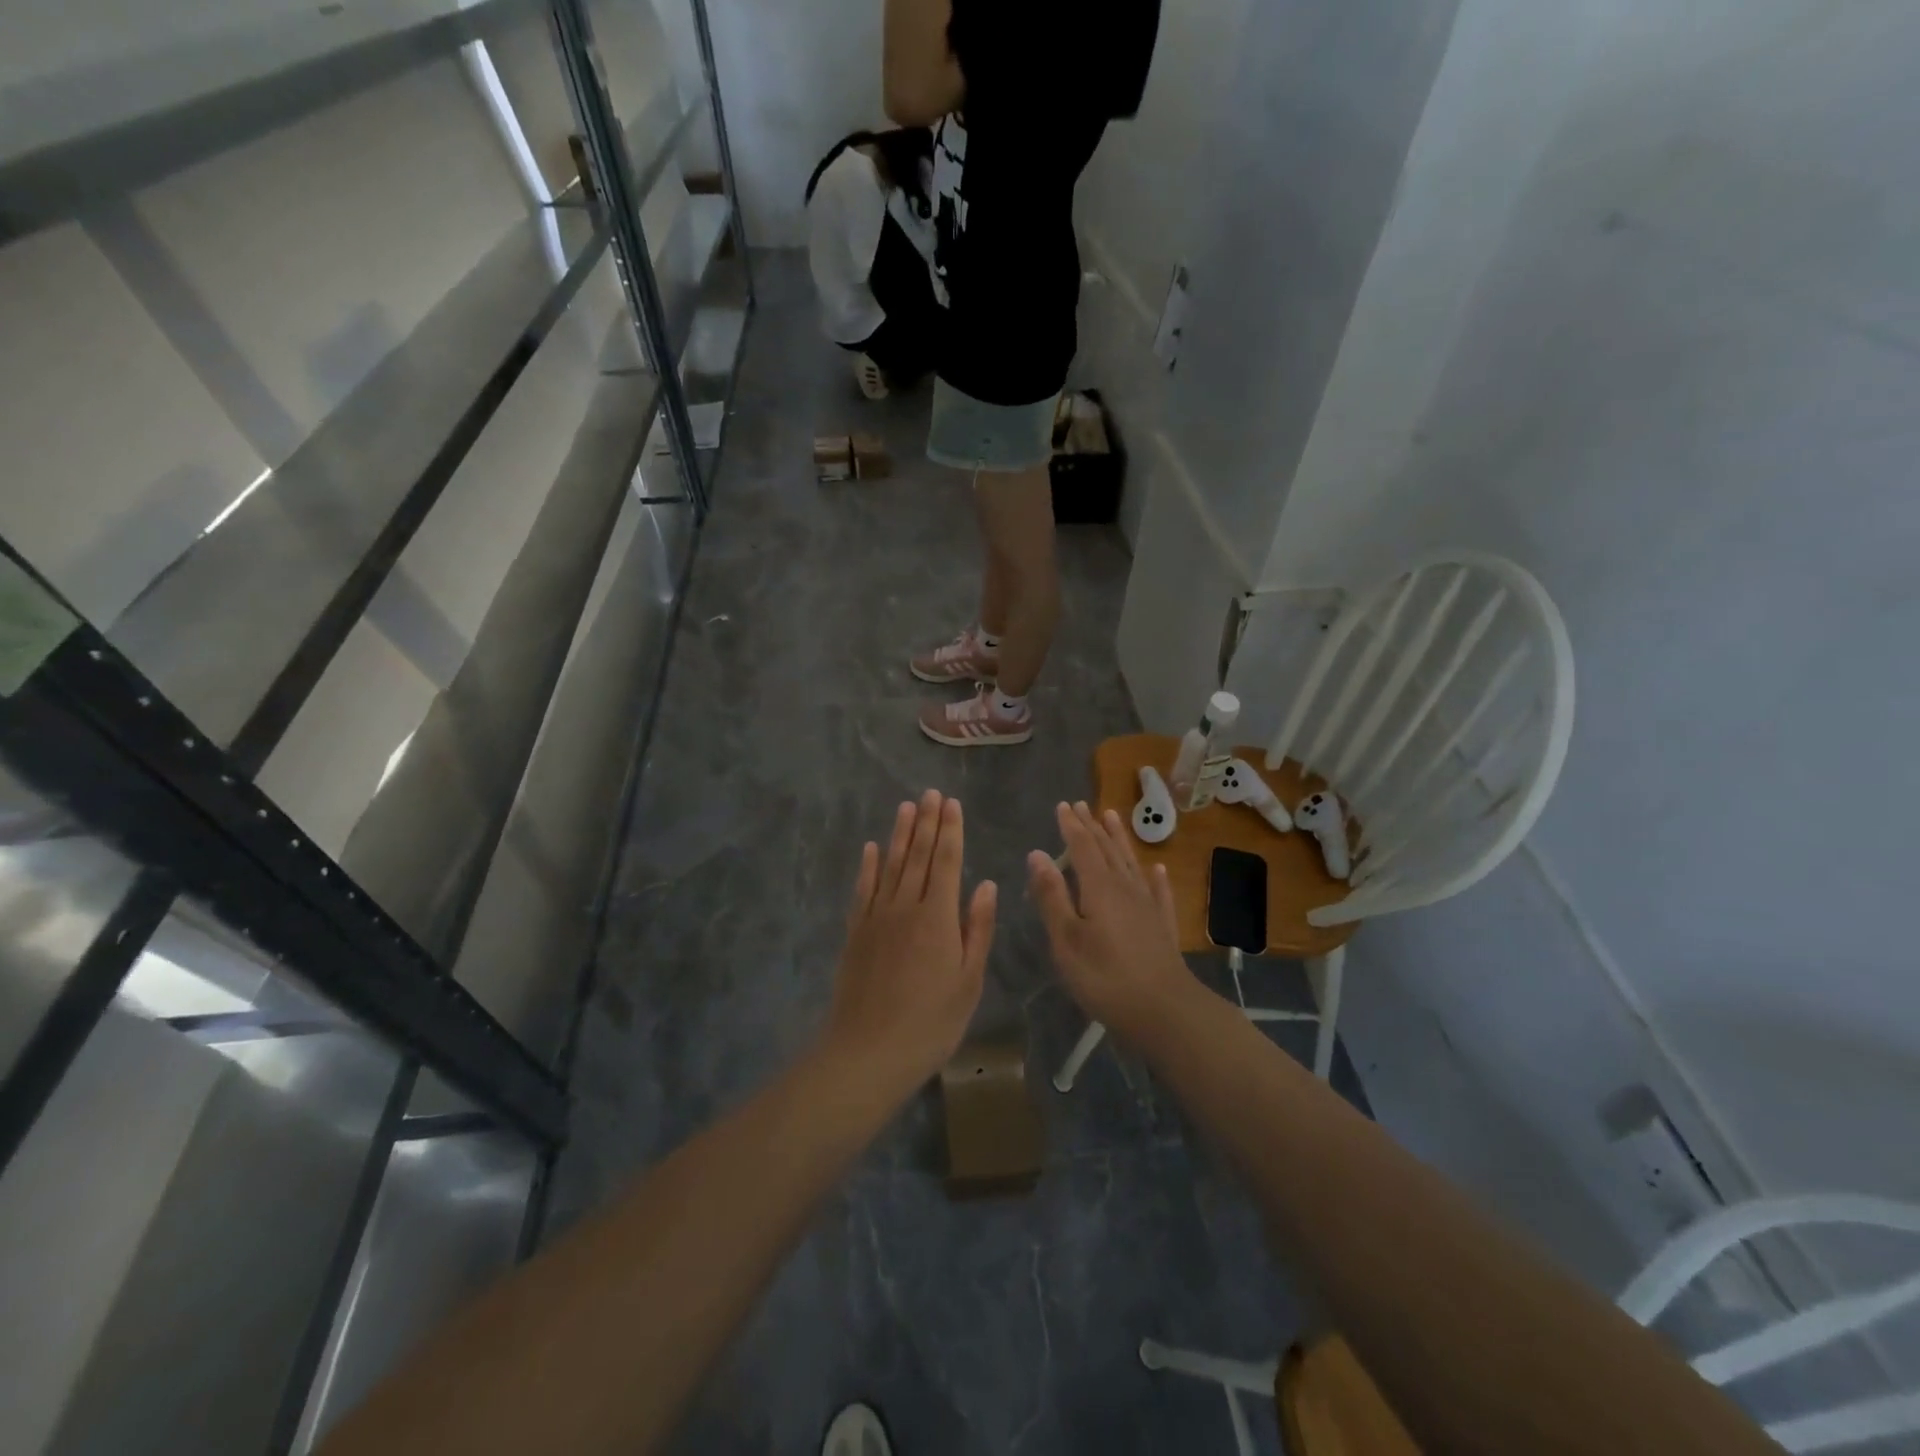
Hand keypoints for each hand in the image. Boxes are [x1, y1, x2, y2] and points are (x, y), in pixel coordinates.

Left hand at [825, 790, 996, 1093]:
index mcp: (938, 917)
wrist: (869, 1051)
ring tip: (906, 807)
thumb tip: (985, 884)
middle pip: (917, 856)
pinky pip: (863, 890)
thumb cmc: (931, 1022)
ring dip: (899, 834)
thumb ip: (977, 928)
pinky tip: (871, 848)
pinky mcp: (855, 932)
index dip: (950, 831)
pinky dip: (867, 866)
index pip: (946, 862)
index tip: (952, 804)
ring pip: (890, 866)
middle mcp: (906, 907)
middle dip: (926, 822)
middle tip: (930, 793)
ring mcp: (876, 917)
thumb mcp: (968, 980)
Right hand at [1027, 801, 1196, 1042]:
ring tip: (1113, 817)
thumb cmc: (1106, 978)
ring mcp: (1148, 906)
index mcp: (1098, 888)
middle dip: (1092, 827)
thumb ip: (1051, 896)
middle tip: (1083, 805)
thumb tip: (1037, 854)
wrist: (1166, 1011)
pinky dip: (1155, 878)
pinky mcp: (1162, 927)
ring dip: (1120, 840)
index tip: (1063, 805)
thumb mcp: (1067, 940)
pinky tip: (1158, 869)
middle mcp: (1125, 888)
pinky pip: (1159, 893)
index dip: (1071, 826)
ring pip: (1131, 864)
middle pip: (1107, 850)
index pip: (1082, 848)